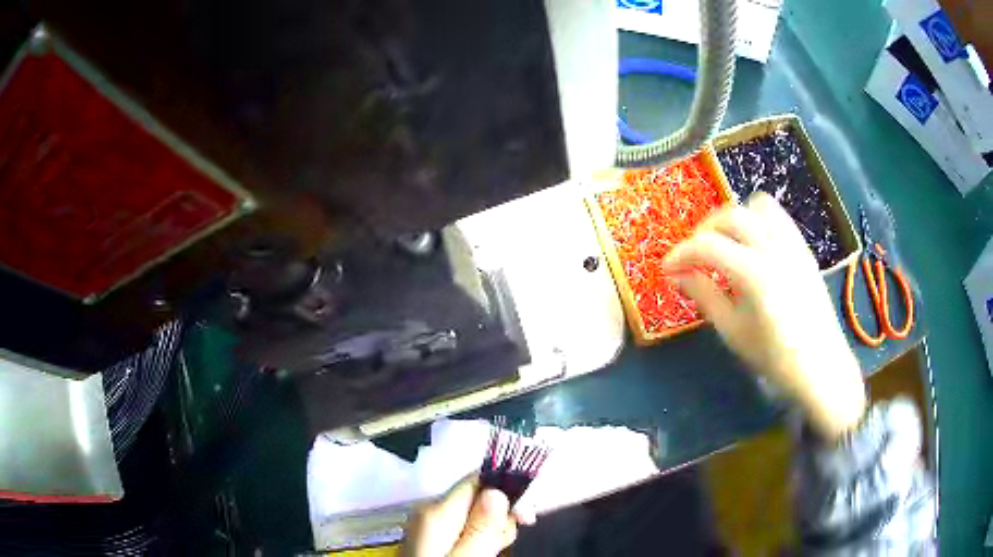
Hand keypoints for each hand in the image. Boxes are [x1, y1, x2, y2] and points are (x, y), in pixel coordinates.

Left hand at [402, 475, 534, 556]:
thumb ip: (481, 528)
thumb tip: (496, 490)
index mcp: (437, 511)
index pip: (477, 480)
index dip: (506, 491)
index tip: (526, 516)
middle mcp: (430, 512)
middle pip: (478, 498)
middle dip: (499, 518)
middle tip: (503, 544)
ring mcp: (430, 526)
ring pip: (474, 516)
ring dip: (491, 532)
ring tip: (492, 553)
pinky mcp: (433, 540)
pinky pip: (464, 530)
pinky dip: (479, 540)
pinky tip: (482, 553)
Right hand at [663, 192, 865, 440]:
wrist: (821, 365)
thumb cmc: (775, 356)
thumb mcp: (733, 331)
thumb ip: (704, 295)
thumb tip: (676, 275)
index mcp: (754, 273)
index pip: (707, 245)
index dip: (681, 253)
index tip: (667, 268)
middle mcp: (775, 248)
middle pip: (730, 215)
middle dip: (704, 230)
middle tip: (693, 255)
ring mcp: (793, 244)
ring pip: (757, 206)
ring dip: (734, 219)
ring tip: (725, 244)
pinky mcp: (803, 248)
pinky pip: (778, 217)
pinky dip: (758, 220)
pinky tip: (752, 247)